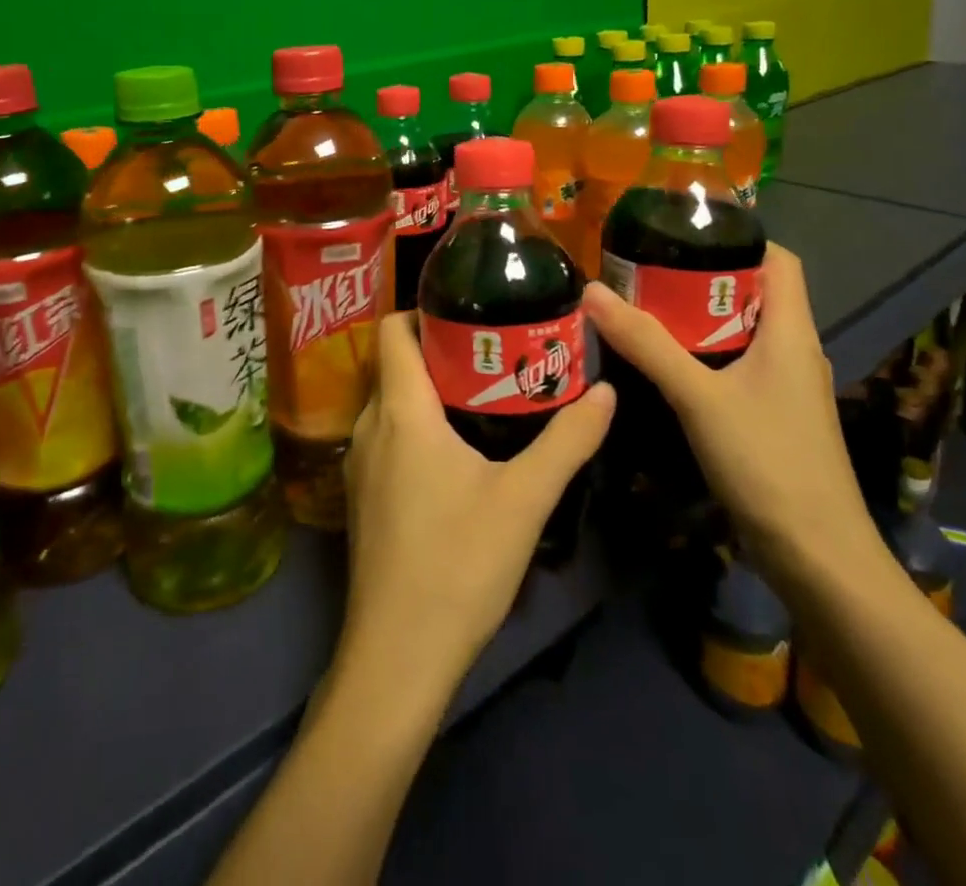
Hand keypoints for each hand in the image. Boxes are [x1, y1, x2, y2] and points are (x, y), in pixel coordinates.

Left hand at [336, 312, 614, 698]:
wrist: (397, 655)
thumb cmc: (459, 563)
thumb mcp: (525, 499)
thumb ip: (569, 440)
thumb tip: (606, 391)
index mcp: (400, 410)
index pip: (393, 330)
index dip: (424, 310)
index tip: (471, 314)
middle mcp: (369, 425)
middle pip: (396, 364)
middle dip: (441, 351)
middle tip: (495, 355)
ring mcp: (360, 463)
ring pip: (392, 403)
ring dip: (430, 392)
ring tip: (485, 398)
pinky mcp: (363, 497)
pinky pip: (387, 437)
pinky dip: (417, 427)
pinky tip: (457, 455)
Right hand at [580, 245, 881, 591]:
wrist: (817, 556)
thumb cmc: (767, 462)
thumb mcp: (699, 397)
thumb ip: (647, 344)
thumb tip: (592, 291)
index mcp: (791, 332)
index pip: (780, 260)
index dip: (740, 237)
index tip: (684, 231)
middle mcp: (794, 351)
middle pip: (754, 294)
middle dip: (702, 277)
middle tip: (645, 270)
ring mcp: (785, 387)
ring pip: (742, 333)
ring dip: (698, 318)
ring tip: (644, 309)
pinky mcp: (772, 416)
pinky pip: (736, 367)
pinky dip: (703, 354)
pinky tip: (664, 364)